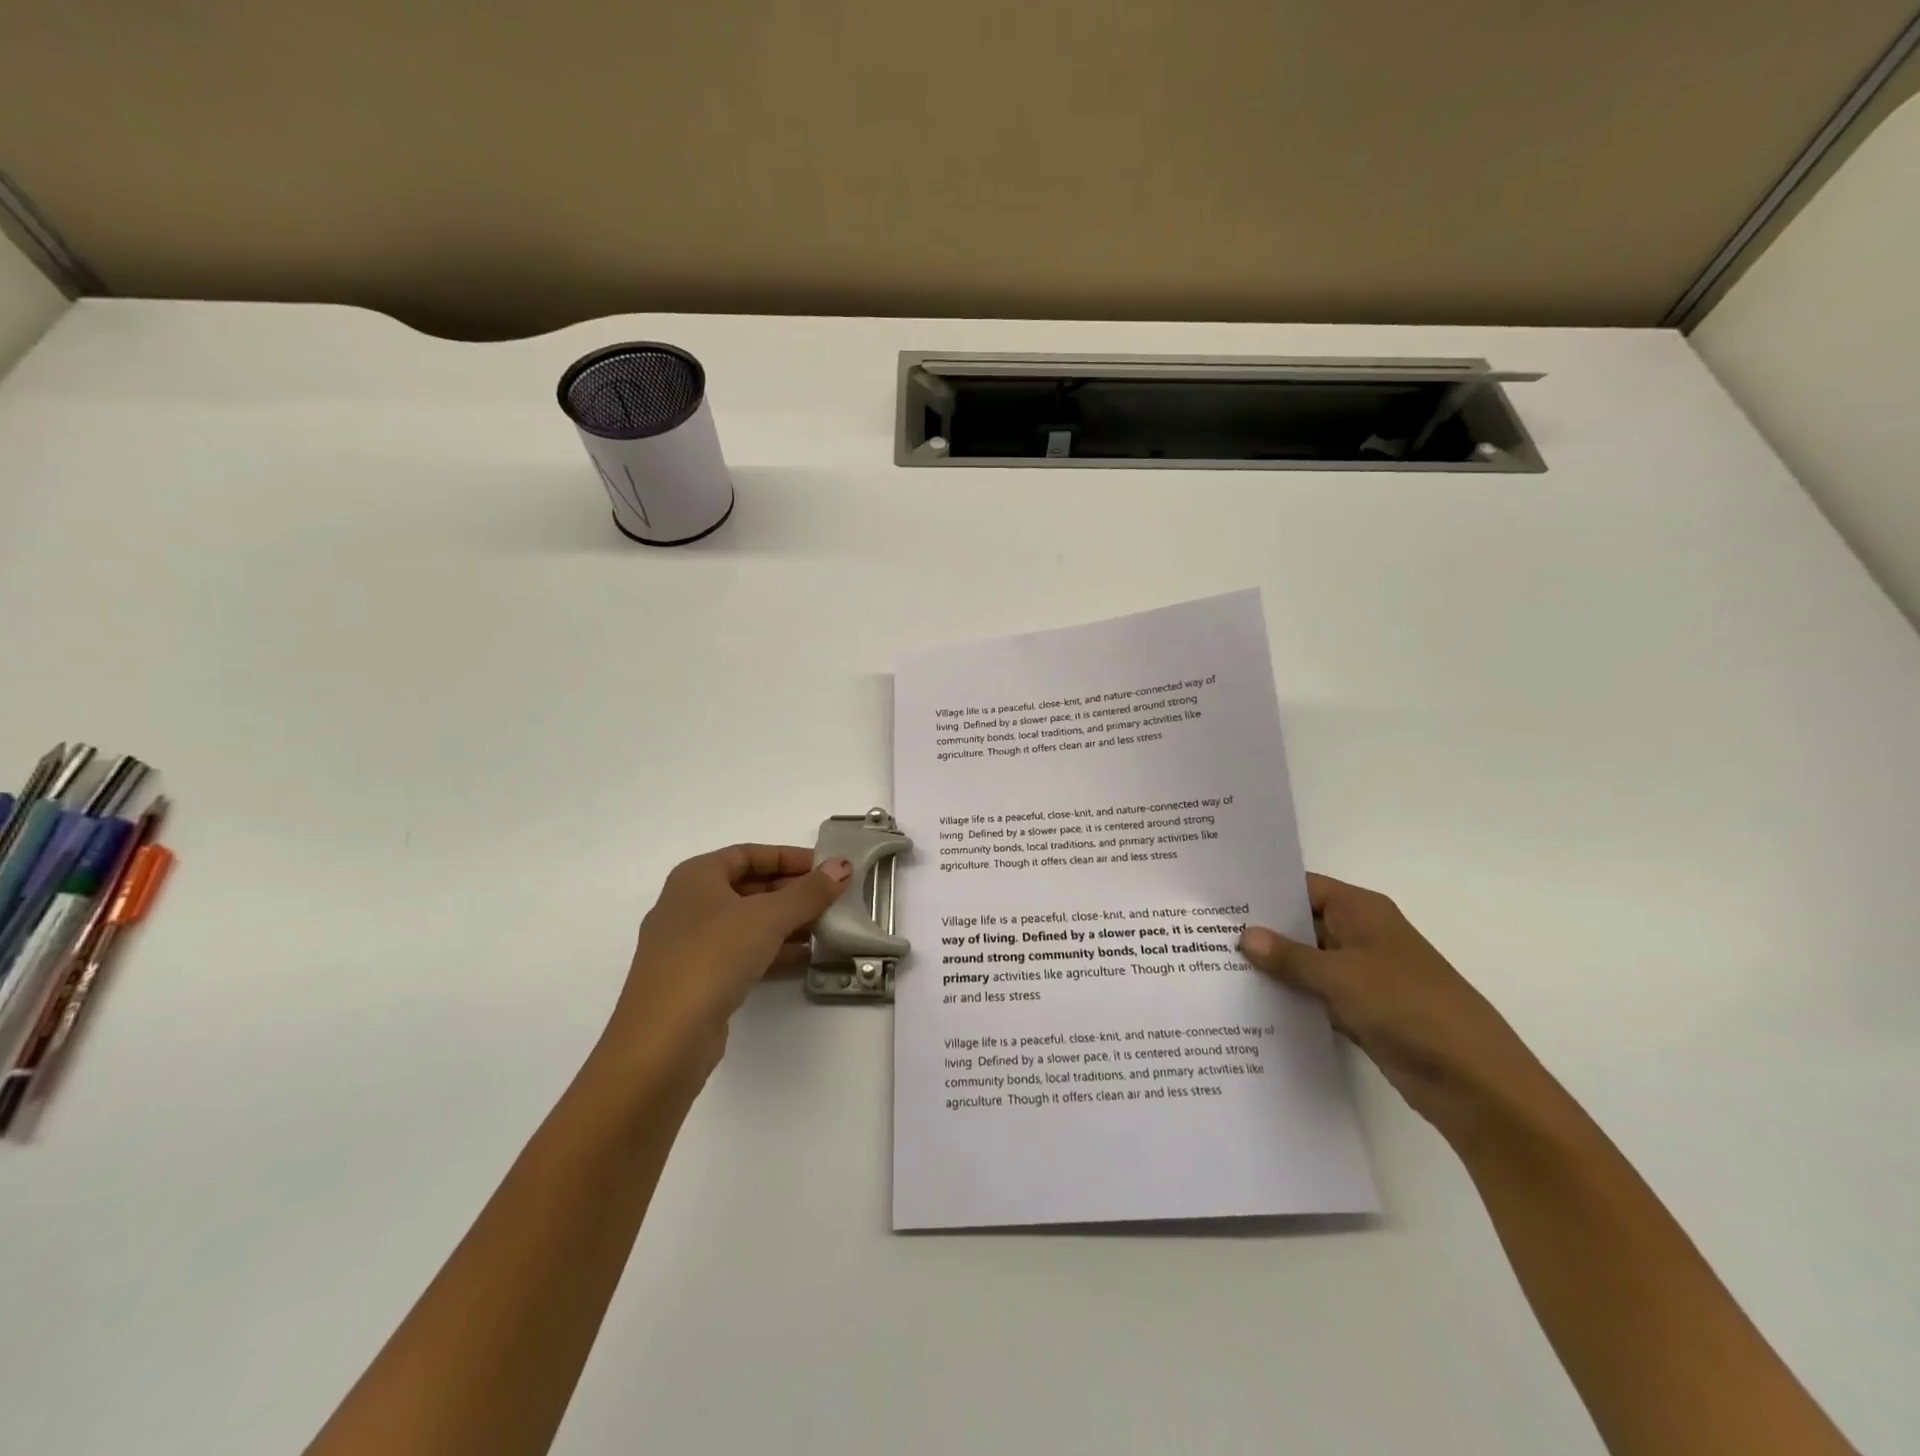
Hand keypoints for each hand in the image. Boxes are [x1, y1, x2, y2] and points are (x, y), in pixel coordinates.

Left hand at [599, 844, 850, 1096]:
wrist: (664, 1038)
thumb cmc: (713, 956)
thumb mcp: (769, 916)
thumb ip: (809, 891)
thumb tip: (841, 866)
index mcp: (696, 876)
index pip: (749, 854)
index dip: (789, 857)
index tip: (825, 867)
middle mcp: (687, 904)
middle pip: (748, 888)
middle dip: (791, 892)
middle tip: (832, 898)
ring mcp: (688, 945)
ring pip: (746, 924)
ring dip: (785, 924)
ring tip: (826, 928)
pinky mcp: (695, 981)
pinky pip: (740, 954)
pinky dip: (771, 952)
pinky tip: (804, 959)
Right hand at [1238, 874, 1562, 1141]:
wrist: (1474, 1081)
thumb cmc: (1409, 1007)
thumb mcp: (1341, 975)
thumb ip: (1289, 956)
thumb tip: (1244, 935)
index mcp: (1361, 912)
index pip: (1302, 886)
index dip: (1263, 889)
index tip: (1217, 895)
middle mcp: (1359, 936)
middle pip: (1300, 923)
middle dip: (1259, 930)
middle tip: (1203, 932)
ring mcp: (1360, 976)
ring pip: (1305, 962)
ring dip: (1271, 968)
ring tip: (1212, 965)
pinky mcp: (1360, 1012)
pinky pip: (1314, 996)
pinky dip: (1289, 998)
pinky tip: (1248, 1003)